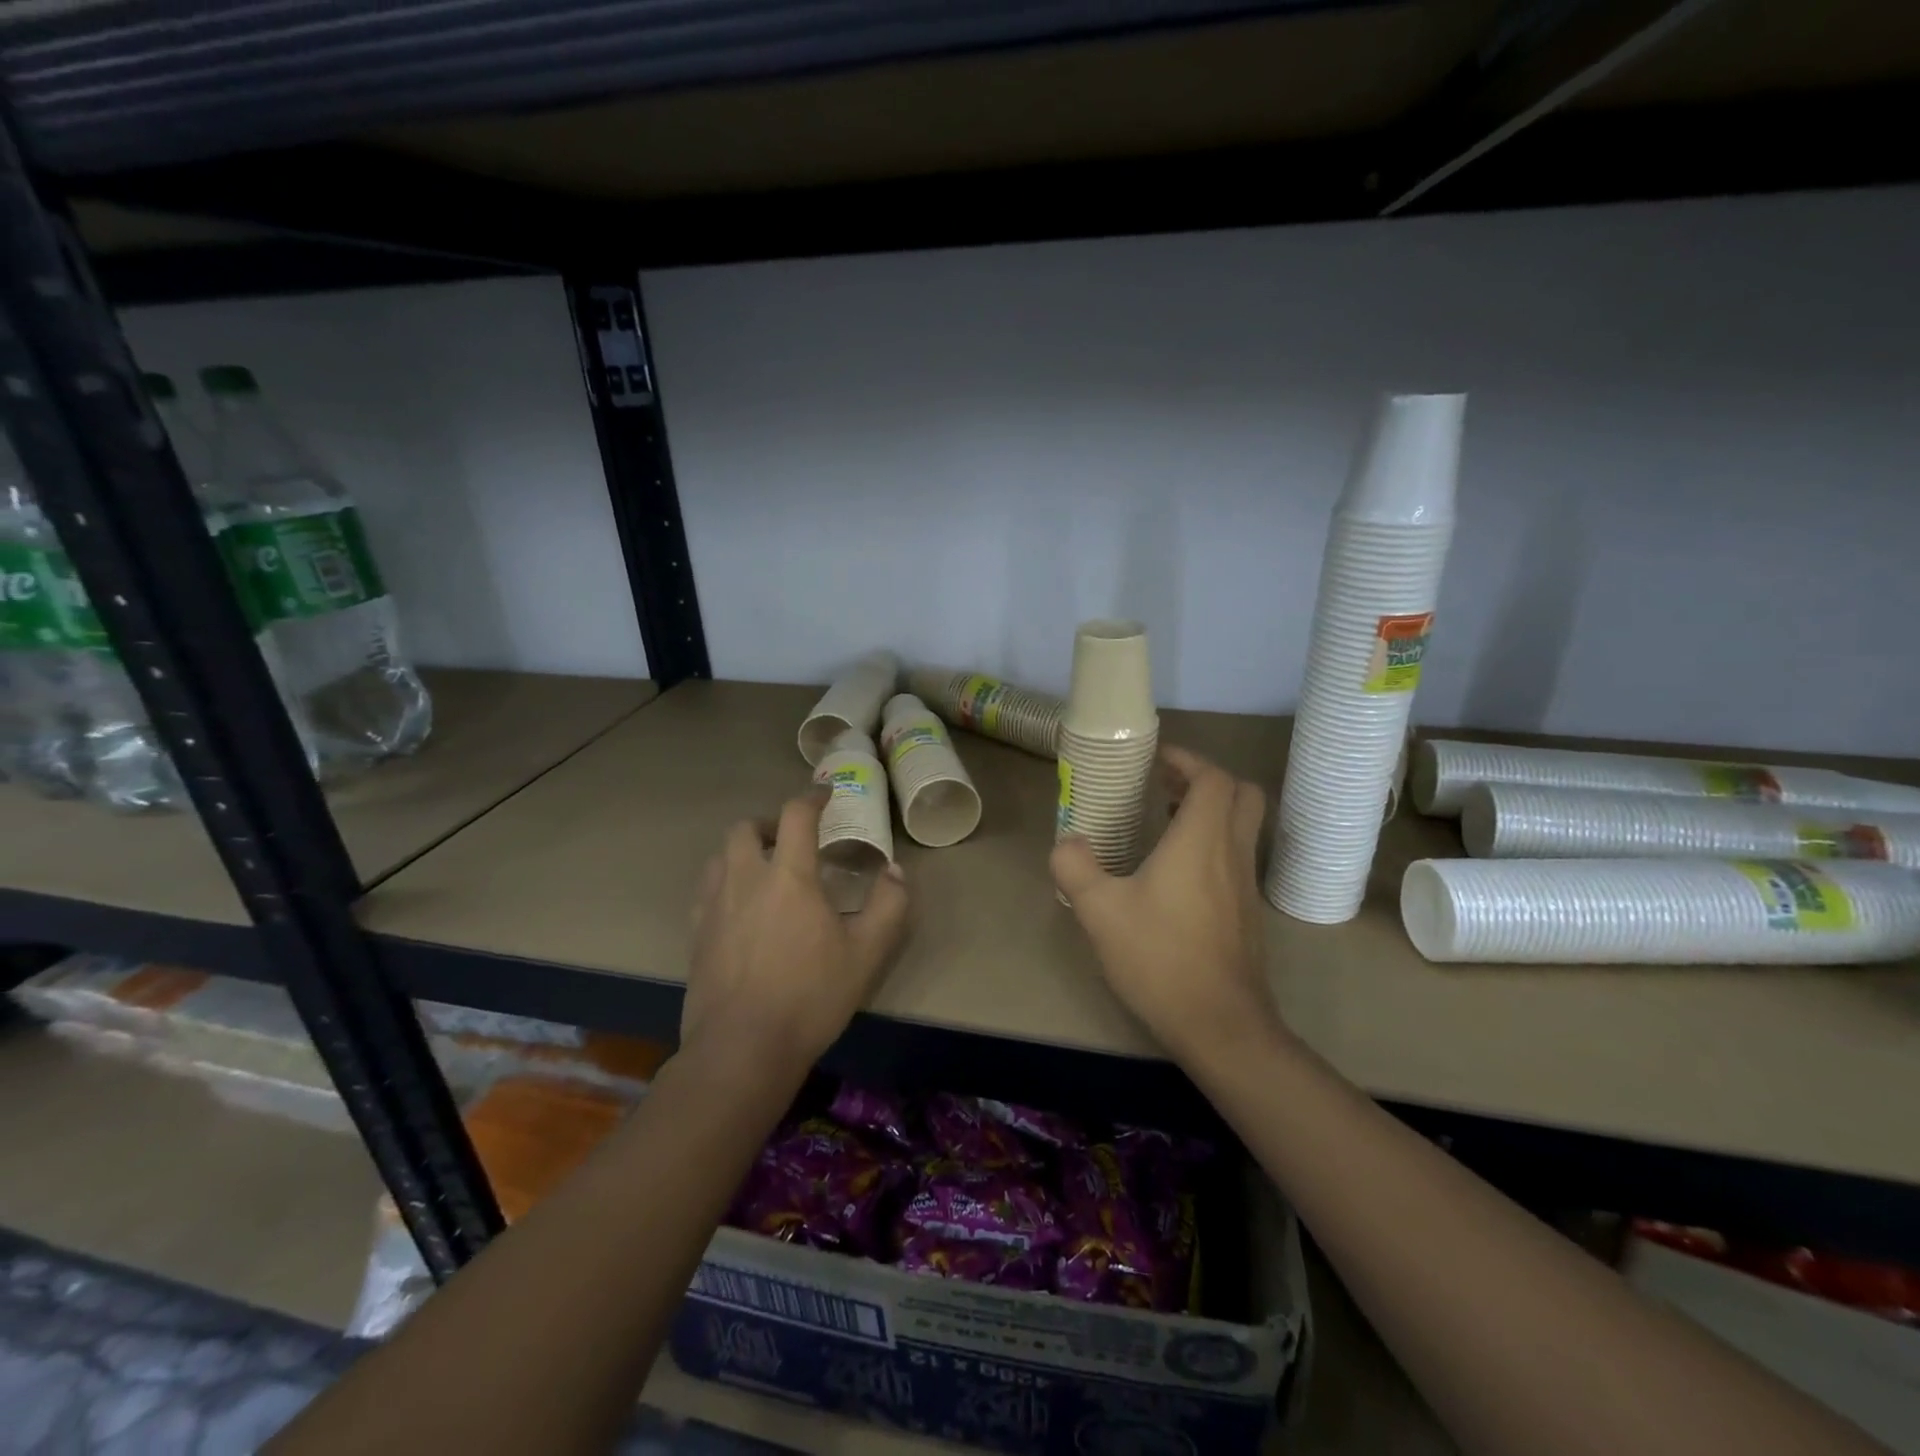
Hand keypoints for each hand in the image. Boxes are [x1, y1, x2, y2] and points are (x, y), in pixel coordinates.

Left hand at [683, 792, 909, 1074]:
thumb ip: (889, 905)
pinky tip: (741, 908)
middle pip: (745, 827)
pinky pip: (707, 889)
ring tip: (766, 870)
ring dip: (744, 850)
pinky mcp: (696, 934)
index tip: (826, 794)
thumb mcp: (866, 953)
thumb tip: (895, 871)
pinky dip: (726, 881)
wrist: (741, 1049)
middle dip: (769, 822)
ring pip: (721, 855)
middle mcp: (746, 879)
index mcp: (788, 876)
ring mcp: (714, 906)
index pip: (795, 815)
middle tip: (791, 839)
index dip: (812, 796)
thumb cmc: (810, 997)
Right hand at [1051, 746, 1283, 1065]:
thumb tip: (1067, 842)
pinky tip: (1176, 872)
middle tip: (1166, 785)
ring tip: (1165, 820)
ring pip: (1243, 826)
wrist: (1220, 1024)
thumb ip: (1075, 867)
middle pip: (1242, 794)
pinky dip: (1213, 843)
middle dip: (1206, 779)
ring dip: (1211, 811)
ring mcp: (1246, 884)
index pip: (1214, 778)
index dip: (1189, 760)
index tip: (1158, 760)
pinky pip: (1237, 856)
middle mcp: (1232, 853)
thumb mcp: (1099, 911)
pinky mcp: (1248, 912)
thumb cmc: (1160, 957)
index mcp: (1201, 840)